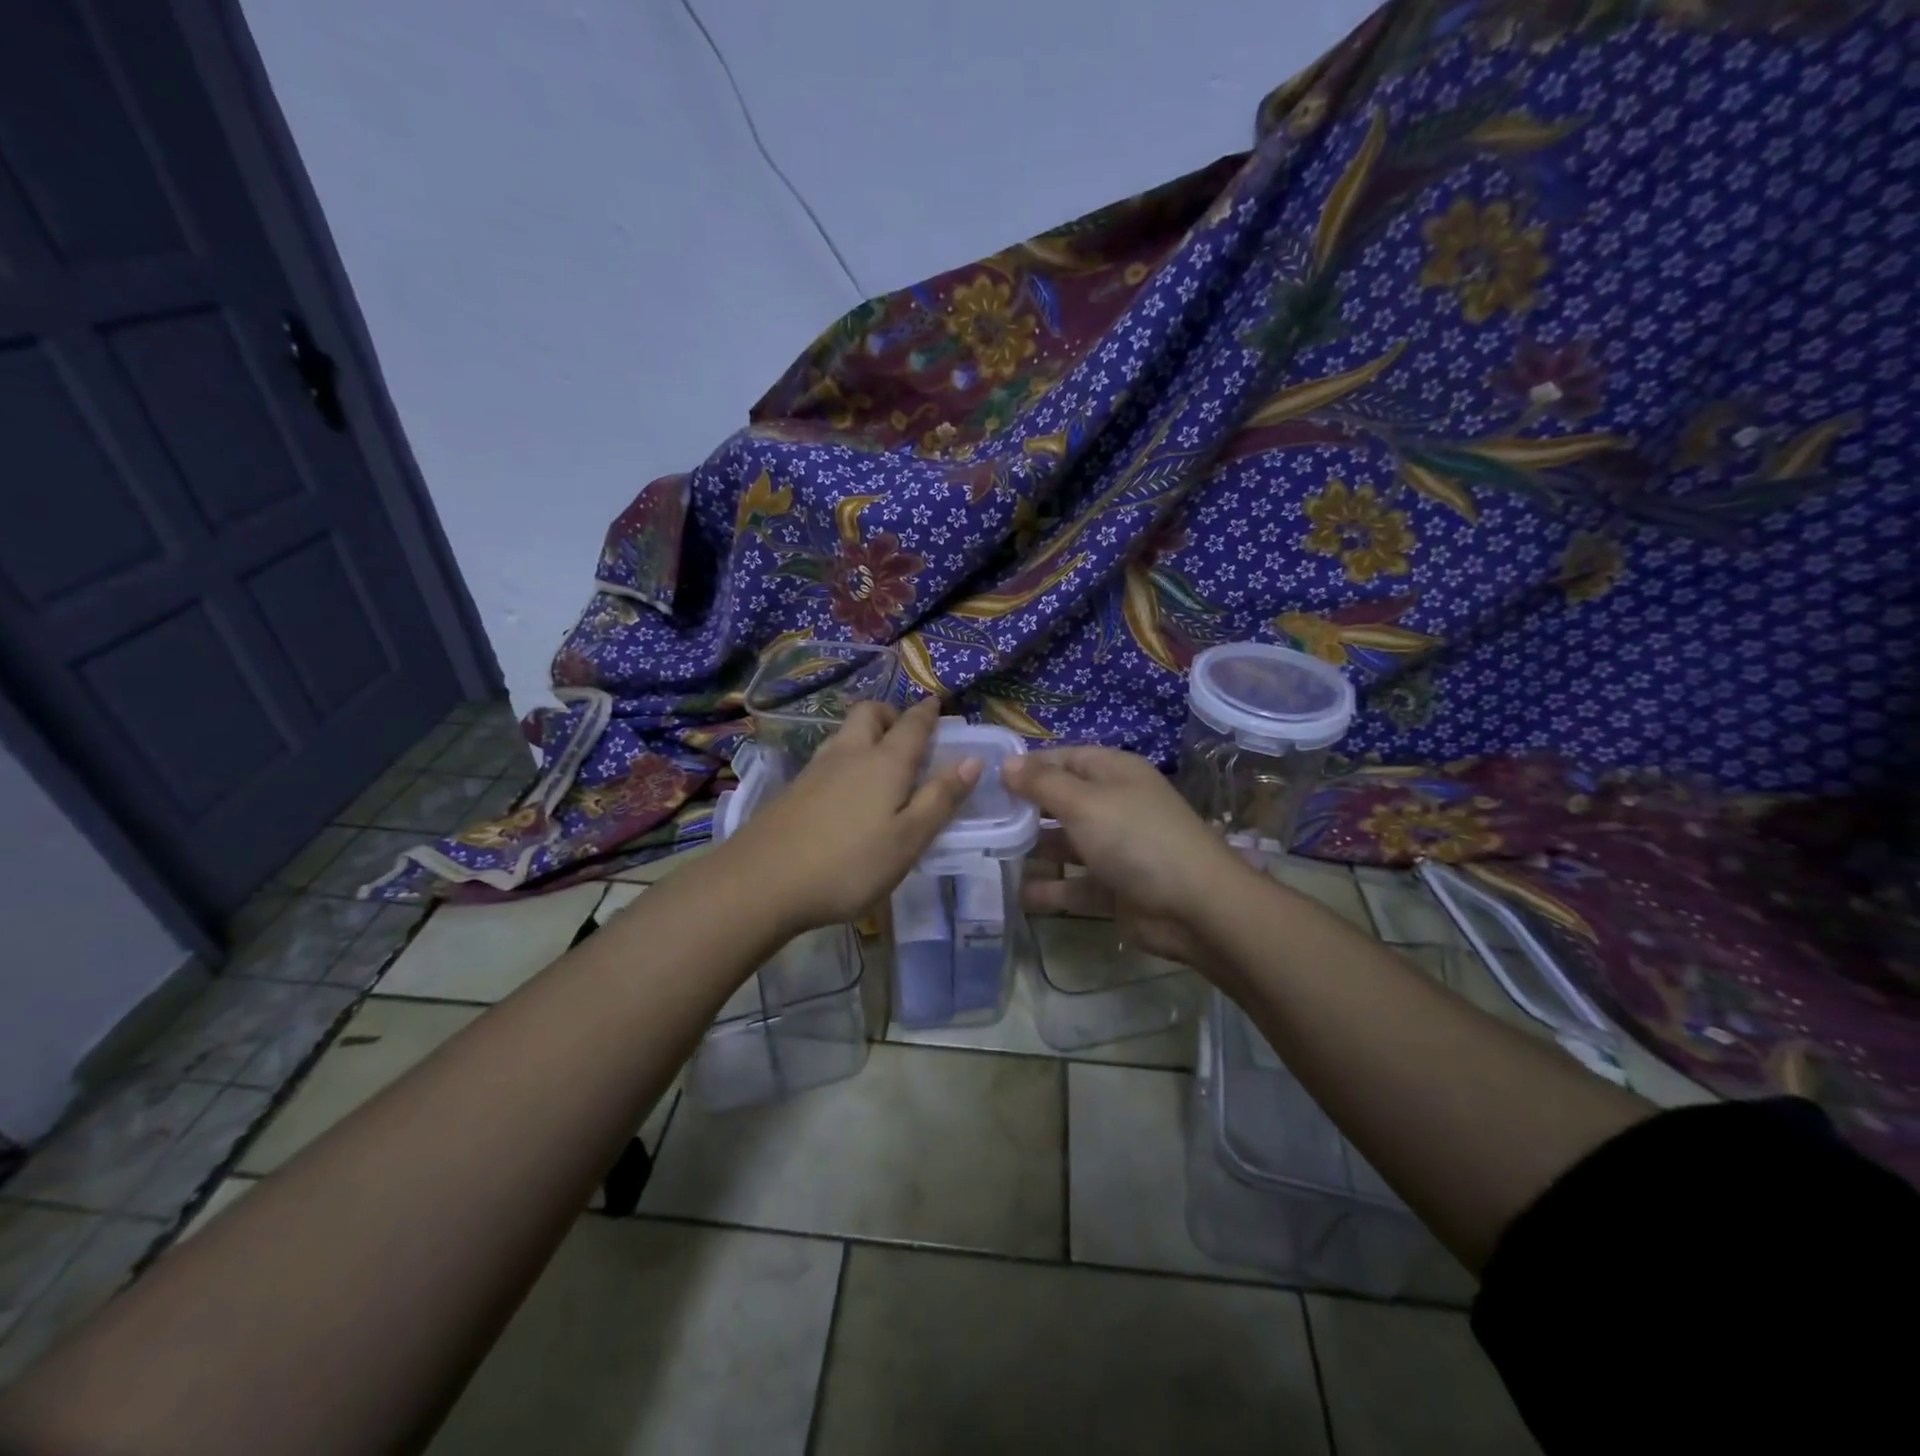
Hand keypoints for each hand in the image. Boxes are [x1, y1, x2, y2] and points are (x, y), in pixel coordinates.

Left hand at [723, 698, 979, 932]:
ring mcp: (815, 769)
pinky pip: (828, 756)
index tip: (936, 704)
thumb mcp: (908, 840)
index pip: (912, 724)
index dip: (927, 713)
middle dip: (891, 714)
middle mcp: (849, 754)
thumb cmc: (848, 864)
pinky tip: (845, 789)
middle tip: (906, 734)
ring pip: (845, 733)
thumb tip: (972, 760)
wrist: (761, 882)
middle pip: (870, 714)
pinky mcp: (792, 789)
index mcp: (885, 763)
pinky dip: (846, 757)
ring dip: (866, 733)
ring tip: (879, 759)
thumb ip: (940, 799)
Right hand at [1002, 746, 1254, 964]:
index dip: (1026, 766)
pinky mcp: (1113, 887)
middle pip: (1060, 801)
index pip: (1062, 758)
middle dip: (1023, 810)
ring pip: (1064, 844)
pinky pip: (1073, 884)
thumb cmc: (1136, 838)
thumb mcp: (1085, 802)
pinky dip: (1048, 889)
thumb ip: (1042, 784)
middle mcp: (1113, 805)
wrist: (1195, 906)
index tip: (985, 778)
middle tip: (977, 819)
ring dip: (1031, 850)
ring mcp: (1114, 848)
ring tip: (986, 855)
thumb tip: (1007, 762)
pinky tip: (1014, 893)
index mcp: (1112, 773)